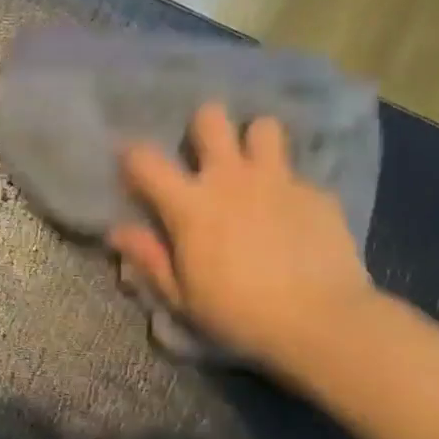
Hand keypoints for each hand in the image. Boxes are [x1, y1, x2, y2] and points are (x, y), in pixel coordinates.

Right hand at [108, 102, 374, 370]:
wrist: (320, 321)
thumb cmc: (238, 314)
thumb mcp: (182, 297)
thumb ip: (150, 258)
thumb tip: (118, 232)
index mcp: (191, 205)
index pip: (145, 160)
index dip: (131, 155)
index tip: (132, 166)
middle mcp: (231, 178)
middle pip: (211, 118)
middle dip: (203, 127)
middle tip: (206, 156)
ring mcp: (278, 180)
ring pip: (263, 127)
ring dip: (254, 142)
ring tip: (255, 169)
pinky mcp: (316, 192)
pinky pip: (297, 174)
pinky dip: (288, 189)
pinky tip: (294, 218)